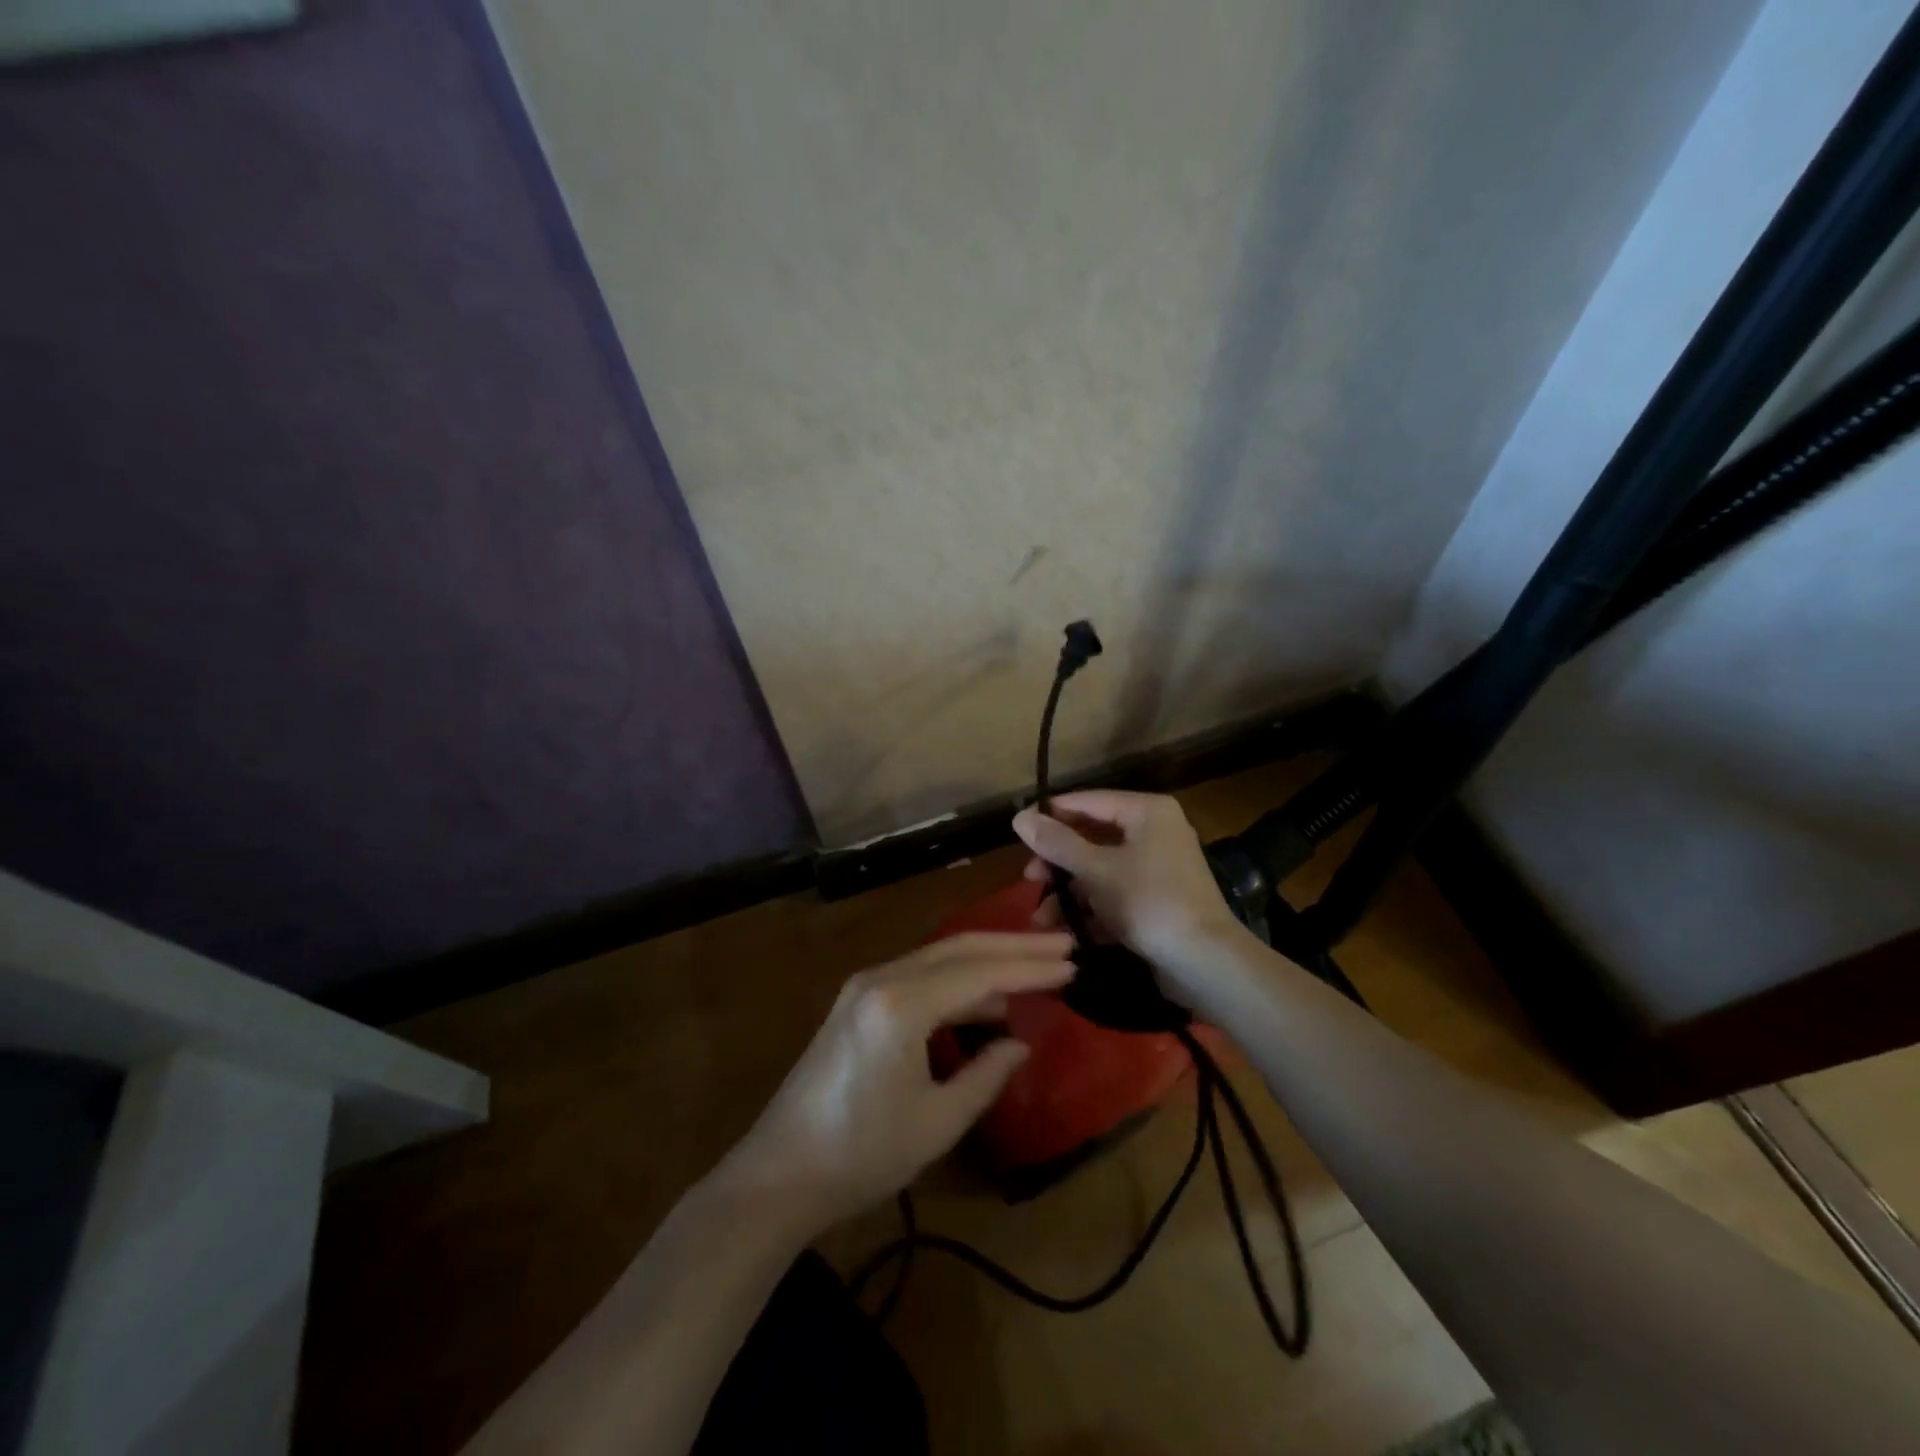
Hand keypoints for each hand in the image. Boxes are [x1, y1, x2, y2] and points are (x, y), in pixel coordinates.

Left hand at [725, 932, 1073, 1234]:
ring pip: (940, 957)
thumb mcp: (937, 1122)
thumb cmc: (862, 1154)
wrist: (778, 1174)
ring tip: (1037, 968)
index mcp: (901, 1004)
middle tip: (1064, 946)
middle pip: (960, 949)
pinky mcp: (858, 1000)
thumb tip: (1018, 1043)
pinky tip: (986, 999)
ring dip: (988, 960)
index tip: (1072, 964)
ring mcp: (865, 985)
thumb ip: (986, 1075)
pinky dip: (959, 981)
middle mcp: (882, 978)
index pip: (980, 972)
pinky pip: (920, 976)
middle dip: (1015, 947)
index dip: (1030, 968)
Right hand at [1011, 791, 1251, 1003]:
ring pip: (1102, 870)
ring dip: (1070, 893)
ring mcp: (1158, 868)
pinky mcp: (1158, 900)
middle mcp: (1155, 832)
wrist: (1205, 962)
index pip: (1088, 801)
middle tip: (1029, 879)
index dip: (1052, 815)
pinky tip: (1068, 933)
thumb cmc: (1149, 902)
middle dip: (1058, 862)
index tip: (1018, 834)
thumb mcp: (1096, 870)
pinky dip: (1093, 910)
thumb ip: (1057, 843)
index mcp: (1146, 812)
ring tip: (1042, 919)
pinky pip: (1116, 895)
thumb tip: (1019, 816)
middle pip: (1093, 837)